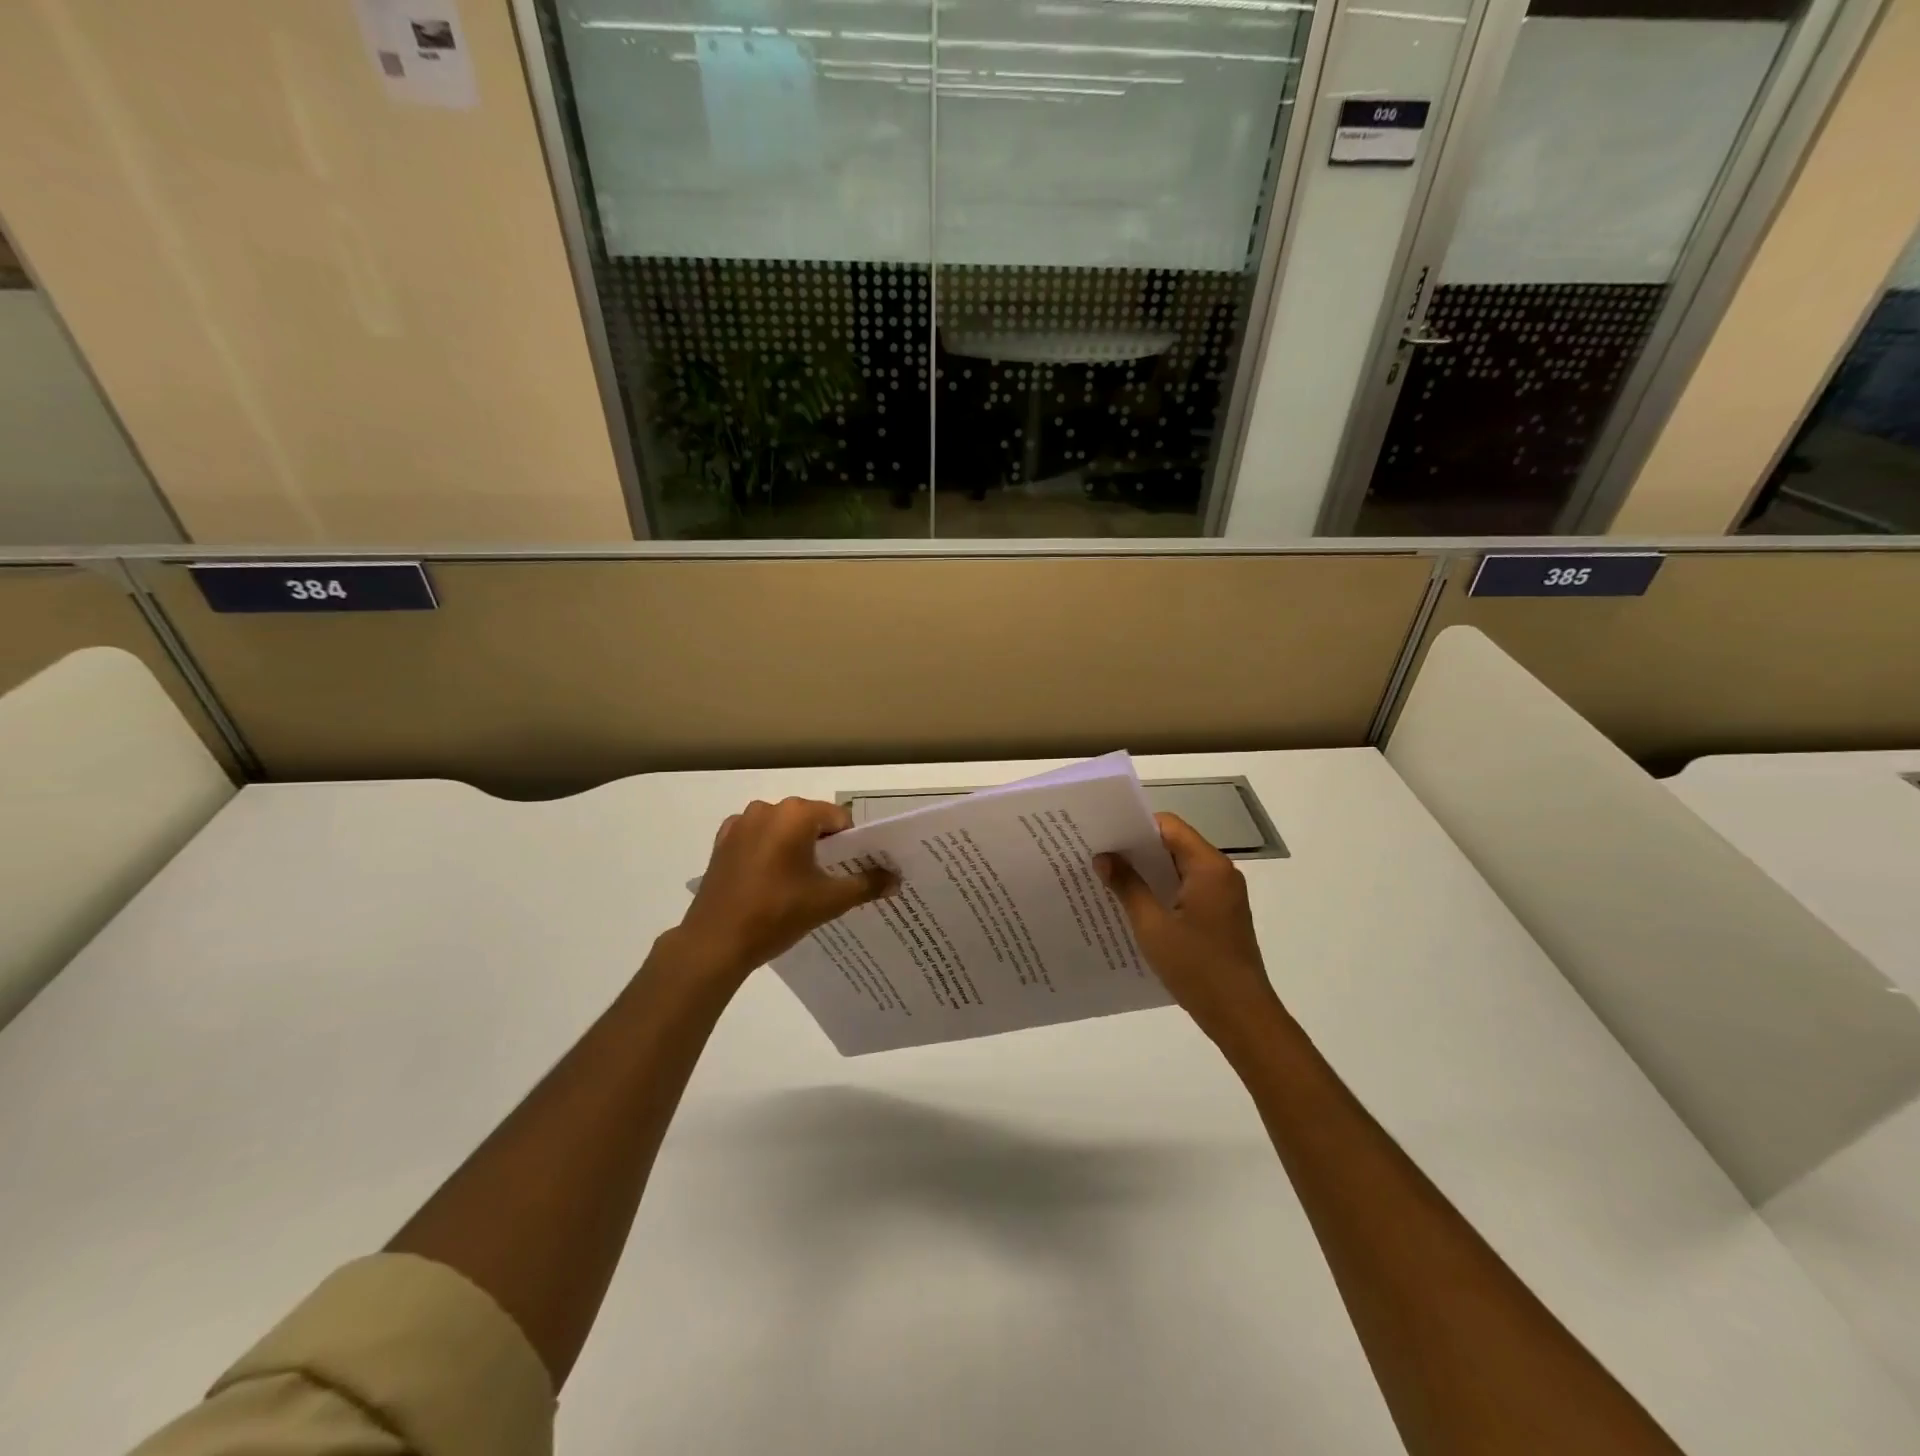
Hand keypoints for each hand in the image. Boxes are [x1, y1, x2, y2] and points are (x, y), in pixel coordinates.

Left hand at [670, 797, 896, 986]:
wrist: (715, 943)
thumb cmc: (777, 914)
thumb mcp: (829, 901)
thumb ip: (867, 884)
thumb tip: (896, 879)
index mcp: (796, 814)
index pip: (839, 819)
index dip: (852, 843)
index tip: (856, 869)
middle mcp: (767, 809)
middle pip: (810, 820)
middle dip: (824, 845)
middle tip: (833, 878)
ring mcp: (740, 824)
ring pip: (783, 829)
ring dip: (796, 848)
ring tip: (802, 883)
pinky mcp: (722, 843)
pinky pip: (758, 839)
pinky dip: (769, 852)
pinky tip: (772, 881)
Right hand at [1096, 813, 1282, 1048]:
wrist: (1241, 1015)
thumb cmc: (1197, 967)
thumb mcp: (1152, 926)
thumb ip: (1128, 886)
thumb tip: (1104, 857)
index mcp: (1208, 866)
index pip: (1168, 826)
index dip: (1135, 826)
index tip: (1104, 835)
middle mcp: (1221, 873)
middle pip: (1174, 844)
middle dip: (1138, 849)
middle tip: (1099, 855)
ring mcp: (1224, 895)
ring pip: (1180, 868)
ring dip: (1149, 872)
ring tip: (1110, 878)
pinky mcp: (1222, 915)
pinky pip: (1188, 889)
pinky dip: (1163, 890)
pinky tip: (1136, 905)